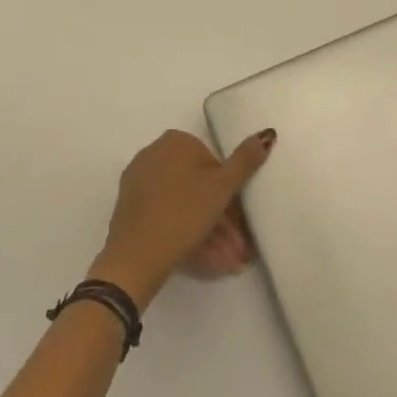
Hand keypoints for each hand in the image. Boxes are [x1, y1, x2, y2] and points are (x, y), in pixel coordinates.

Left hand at [90, 128, 275, 307]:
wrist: (135, 257)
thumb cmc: (184, 213)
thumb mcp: (223, 187)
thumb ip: (245, 161)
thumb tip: (266, 133)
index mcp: (176, 141)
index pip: (212, 164)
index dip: (229, 194)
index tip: (239, 223)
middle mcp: (154, 154)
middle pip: (197, 186)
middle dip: (220, 219)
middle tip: (236, 248)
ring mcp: (139, 182)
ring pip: (182, 204)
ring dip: (207, 232)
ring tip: (225, 262)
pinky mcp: (129, 209)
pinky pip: (164, 215)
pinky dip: (184, 233)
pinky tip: (203, 259)